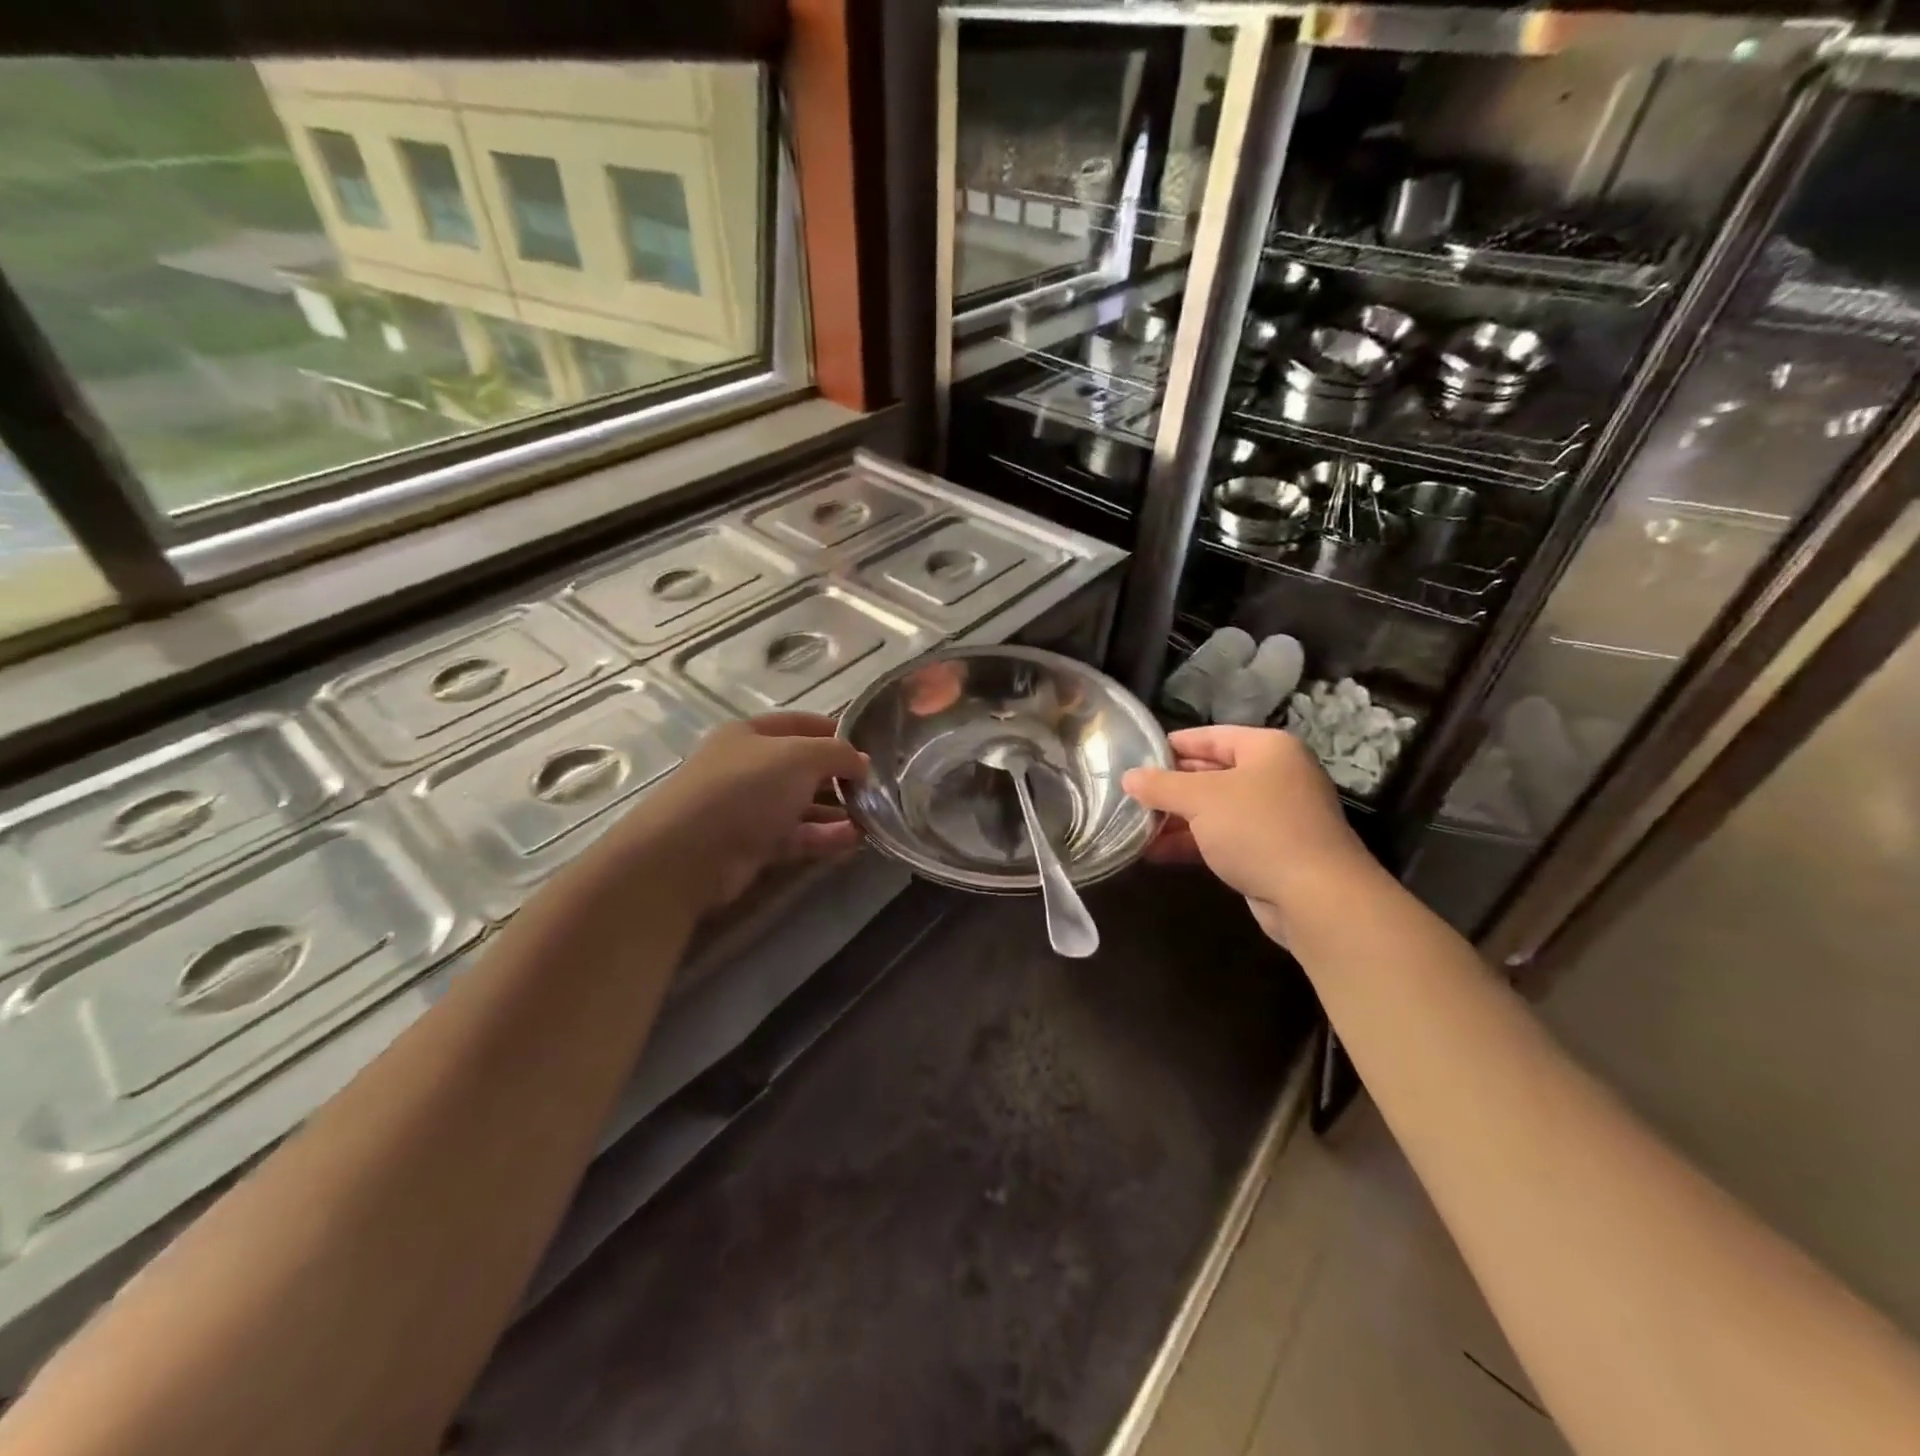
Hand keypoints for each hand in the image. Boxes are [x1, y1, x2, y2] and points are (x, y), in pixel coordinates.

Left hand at [602, 712, 867, 911]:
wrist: (689, 853)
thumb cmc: (745, 788)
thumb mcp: (800, 757)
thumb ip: (837, 753)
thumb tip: (862, 762)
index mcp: (749, 734)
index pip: (799, 724)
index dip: (834, 731)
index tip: (869, 745)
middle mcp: (747, 767)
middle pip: (801, 767)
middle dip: (838, 776)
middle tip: (875, 787)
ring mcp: (748, 808)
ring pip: (801, 805)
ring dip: (836, 810)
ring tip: (872, 817)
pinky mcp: (752, 846)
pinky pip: (796, 836)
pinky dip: (824, 836)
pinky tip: (854, 840)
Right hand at [1122, 726, 1372, 945]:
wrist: (1315, 896)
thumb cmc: (1257, 829)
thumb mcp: (1201, 799)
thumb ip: (1161, 785)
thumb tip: (1128, 778)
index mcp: (1267, 749)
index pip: (1211, 736)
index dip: (1172, 745)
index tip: (1136, 756)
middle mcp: (1275, 776)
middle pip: (1212, 773)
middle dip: (1170, 787)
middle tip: (1130, 794)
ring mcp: (1274, 816)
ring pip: (1215, 810)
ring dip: (1176, 819)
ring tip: (1134, 826)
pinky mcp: (1270, 851)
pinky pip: (1223, 838)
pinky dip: (1192, 842)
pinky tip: (1154, 852)